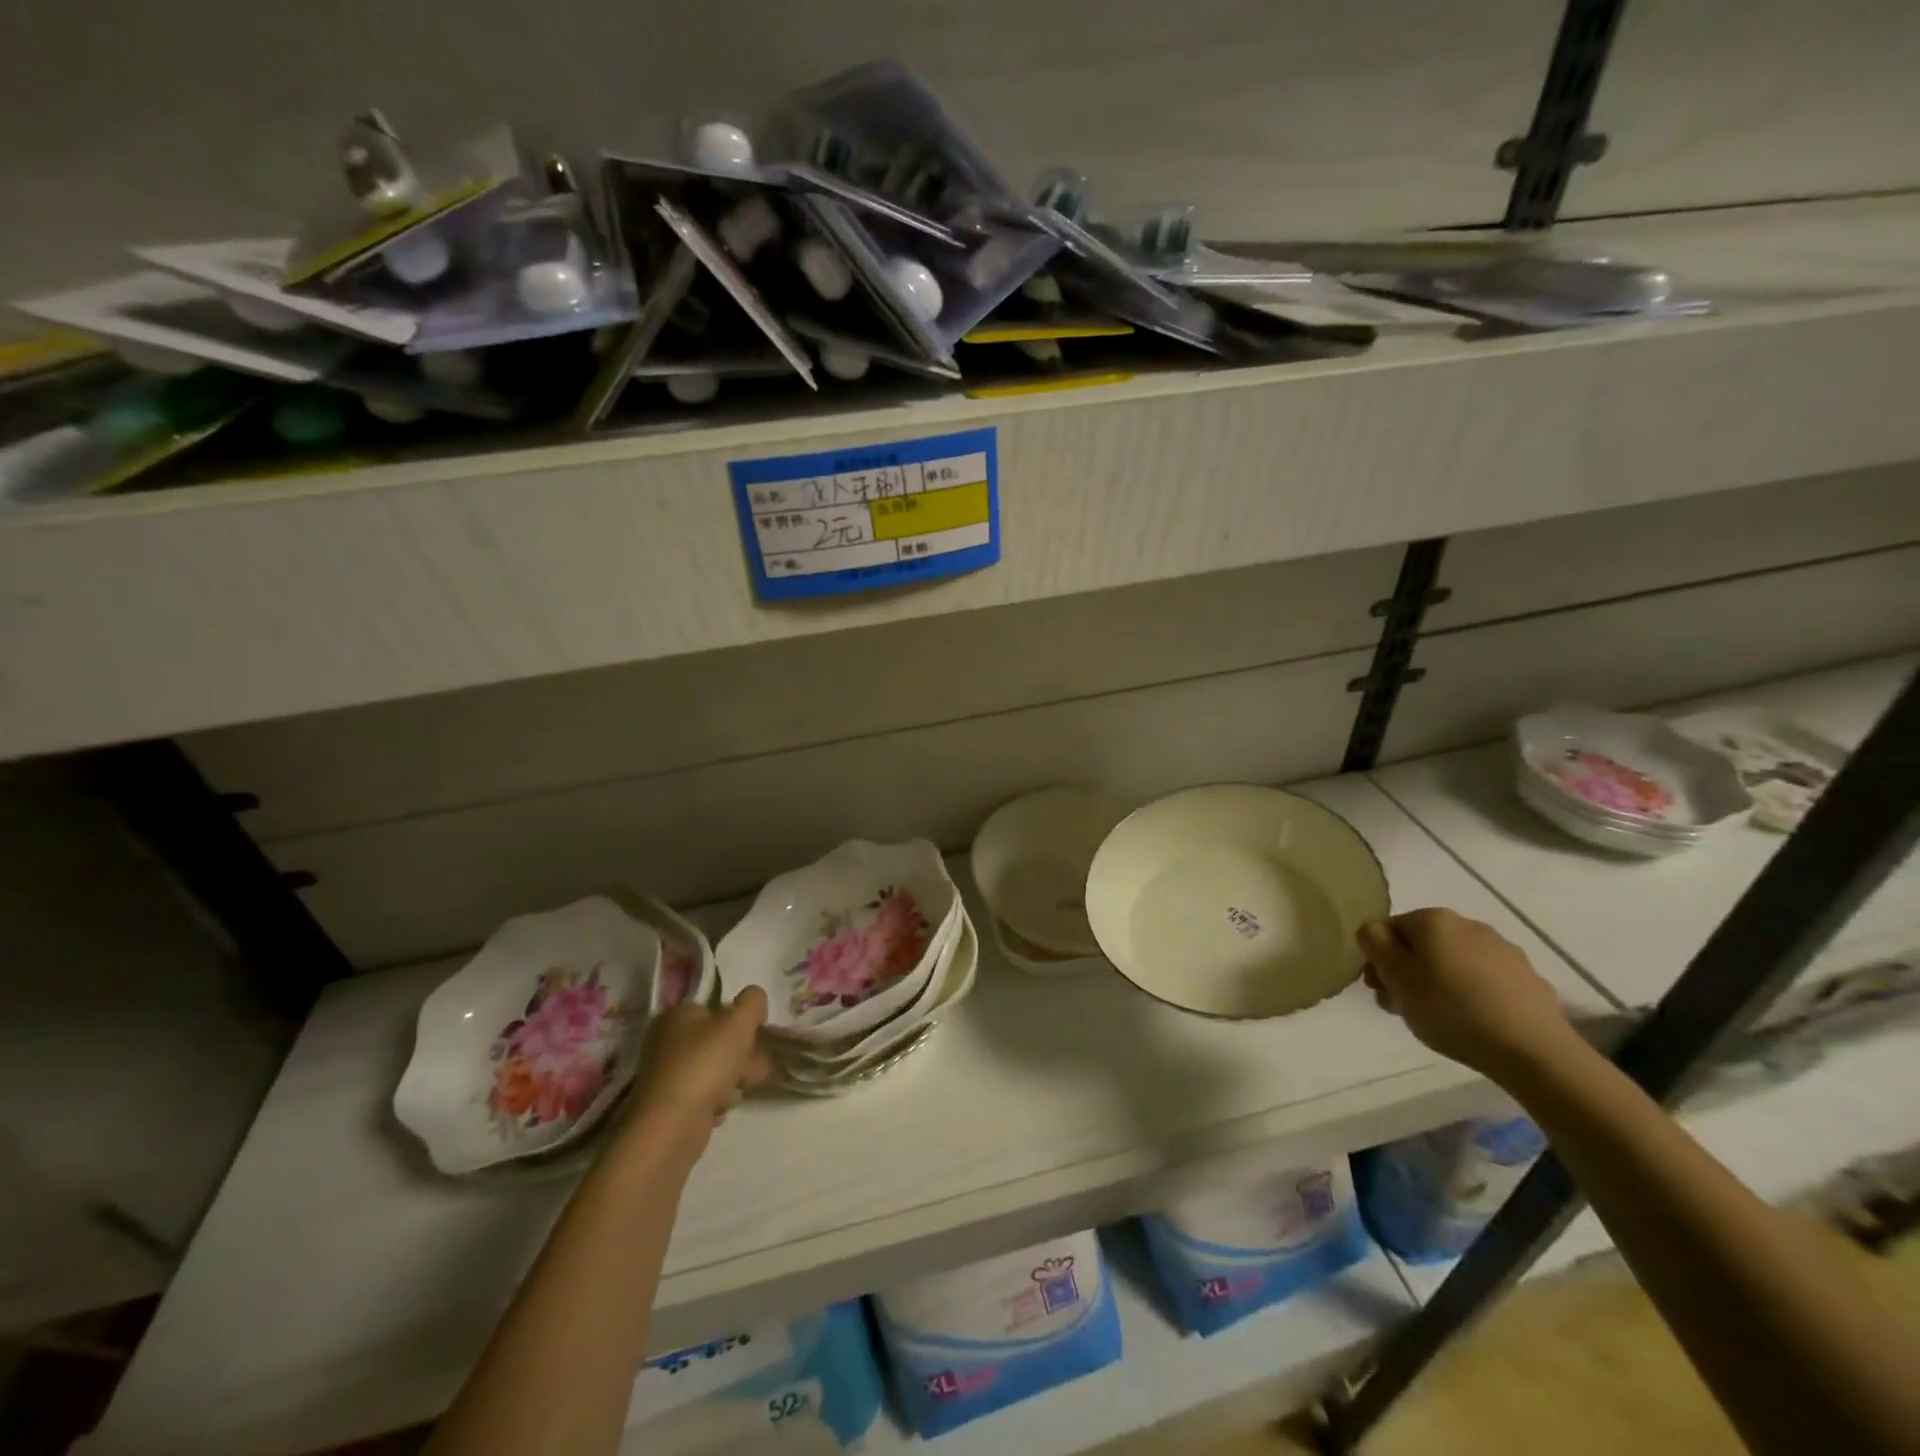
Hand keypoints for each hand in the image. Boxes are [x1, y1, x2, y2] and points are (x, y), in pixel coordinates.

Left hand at [625, 988, 772, 1156]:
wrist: (672, 1126)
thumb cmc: (705, 1064)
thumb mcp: (738, 1022)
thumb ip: (752, 1002)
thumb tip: (755, 998)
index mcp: (677, 1015)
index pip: (717, 1009)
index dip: (740, 1022)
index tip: (756, 1038)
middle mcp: (667, 1041)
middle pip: (718, 1041)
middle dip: (742, 1057)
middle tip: (753, 1070)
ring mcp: (666, 1075)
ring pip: (715, 1070)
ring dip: (733, 1081)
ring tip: (734, 1093)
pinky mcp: (669, 1105)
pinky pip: (704, 1096)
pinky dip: (715, 1101)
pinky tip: (718, 1109)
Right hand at [1358, 908, 1578, 1080]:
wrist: (1533, 1051)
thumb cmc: (1450, 1009)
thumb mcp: (1396, 977)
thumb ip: (1374, 943)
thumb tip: (1374, 930)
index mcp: (1433, 920)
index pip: (1388, 929)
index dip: (1378, 960)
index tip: (1381, 992)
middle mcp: (1468, 924)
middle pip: (1422, 945)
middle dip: (1406, 972)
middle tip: (1403, 1008)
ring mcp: (1503, 951)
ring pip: (1453, 962)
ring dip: (1437, 982)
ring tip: (1437, 1019)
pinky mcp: (1528, 979)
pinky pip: (1484, 981)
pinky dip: (1470, 994)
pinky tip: (1472, 1022)